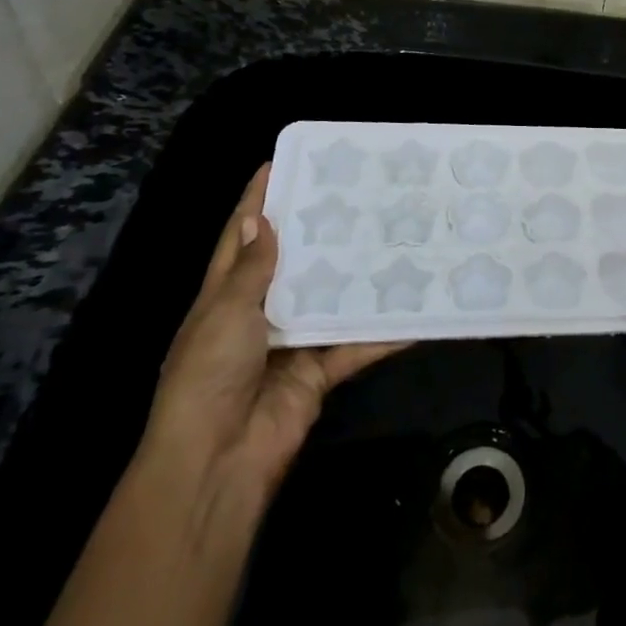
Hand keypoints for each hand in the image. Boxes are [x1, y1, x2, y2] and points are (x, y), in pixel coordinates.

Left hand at [142, 164, 402, 506]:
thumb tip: (259, 219)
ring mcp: (292, 343)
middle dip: (321, 231)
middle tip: (358, 193)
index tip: (282, 162)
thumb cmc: (209, 376)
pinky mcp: (320, 371)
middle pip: (294, 263)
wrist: (217, 462)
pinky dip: (384, 333)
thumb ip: (251, 270)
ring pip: (332, 299)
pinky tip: (417, 311)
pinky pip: (357, 345)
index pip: (241, 237)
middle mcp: (260, 313)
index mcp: (226, 296)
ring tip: (394, 237)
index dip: (257, 201)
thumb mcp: (225, 313)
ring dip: (358, 276)